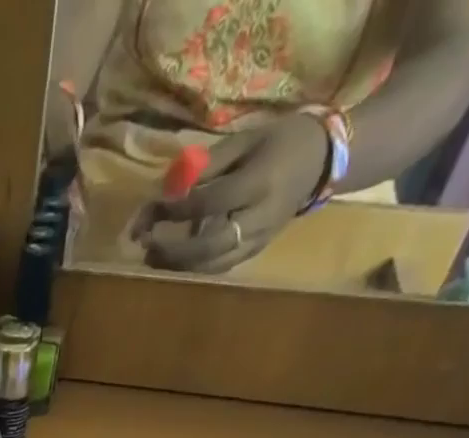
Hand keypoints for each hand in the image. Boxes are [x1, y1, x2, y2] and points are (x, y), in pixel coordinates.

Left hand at [127, 115, 328, 272]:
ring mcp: (259, 239)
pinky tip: (174, 261)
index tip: (154, 208)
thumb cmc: (279, 142)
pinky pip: (221, 266)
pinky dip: (194, 266)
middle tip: (146, 245)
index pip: (212, 202)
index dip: (179, 209)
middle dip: (174, 249)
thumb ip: (207, 165)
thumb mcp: (245, 140)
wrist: (322, 161)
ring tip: (151, 258)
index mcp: (260, 182)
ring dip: (179, 265)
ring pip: (213, 263)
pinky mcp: (255, 251)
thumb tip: (167, 188)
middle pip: (210, 245)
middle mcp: (260, 217)